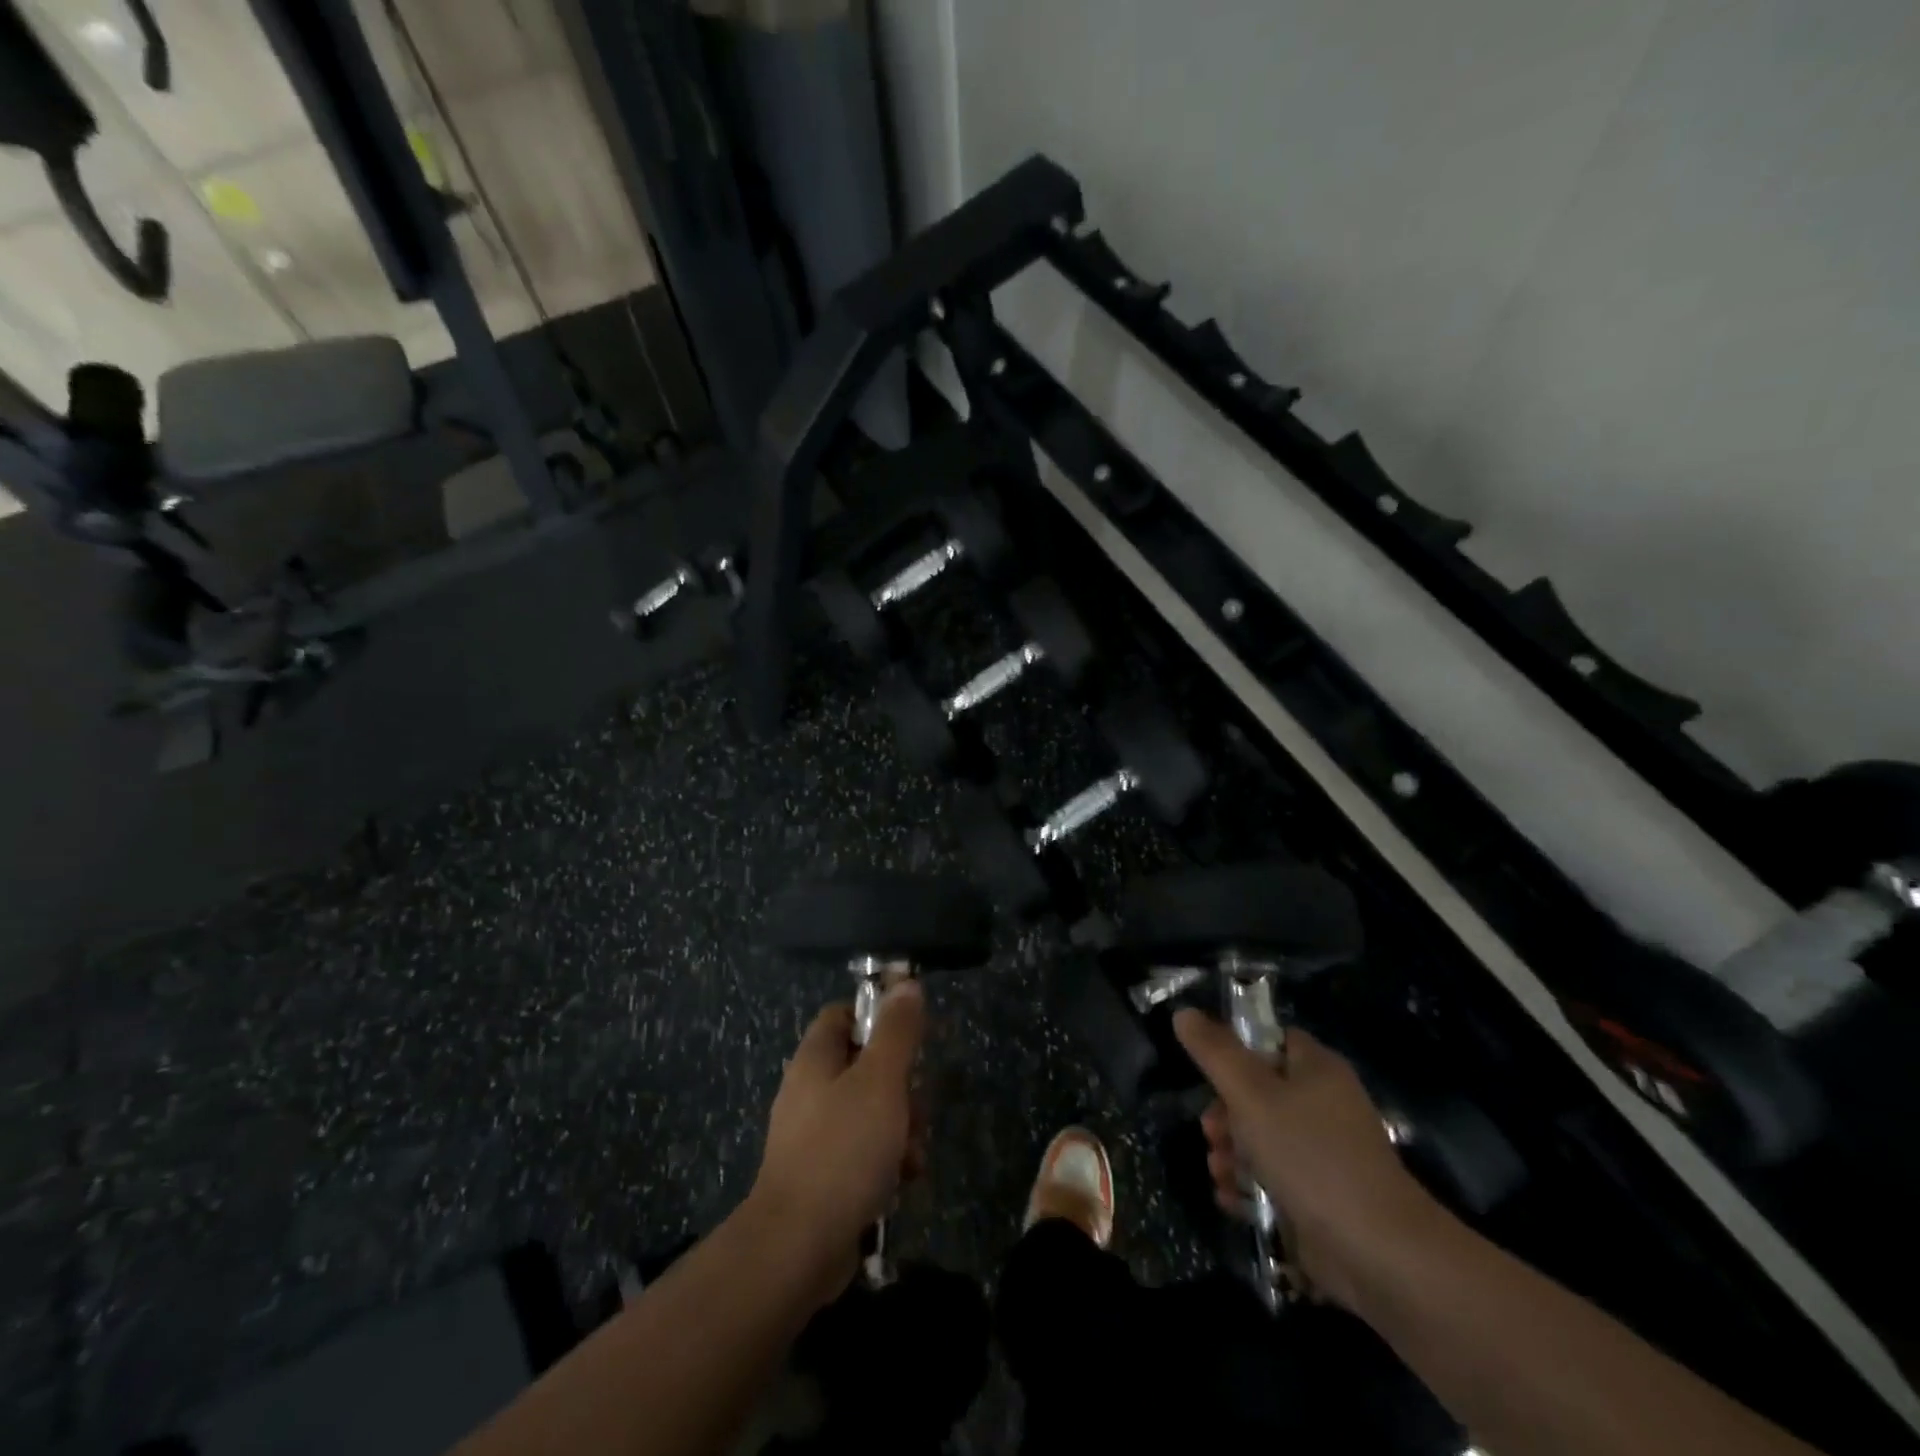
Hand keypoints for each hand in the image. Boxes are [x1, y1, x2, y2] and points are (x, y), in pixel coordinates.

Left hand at [749, 982, 926, 1298]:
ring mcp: (814, 1135)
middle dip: (903, 1085)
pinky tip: (904, 1182)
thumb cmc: (842, 1150)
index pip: (845, 1013)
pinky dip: (888, 1161)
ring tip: (913, 1155)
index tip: (912, 1038)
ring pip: (871, 1110)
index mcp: (816, 1058)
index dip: (879, 1017)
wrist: (798, 1248)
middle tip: (917, 1106)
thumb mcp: (881, 1081)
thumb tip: (906, 984)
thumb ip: (897, 1031)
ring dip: (902, 1128)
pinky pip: (864, 1151)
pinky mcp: (823, 1175)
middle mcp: (811, 1090)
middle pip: (866, 1064)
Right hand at [1174, 1010, 1437, 1308]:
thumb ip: (1214, 1052)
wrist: (1377, 1252)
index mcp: (1317, 1069)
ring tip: (1219, 1169)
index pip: (1271, 1041)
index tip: (1210, 1073)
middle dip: (1225, 1113)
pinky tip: (1231, 1198)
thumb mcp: (1251, 1094)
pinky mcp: (1321, 1197)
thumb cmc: (1310, 1156)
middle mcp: (1324, 1105)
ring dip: (1231, 1152)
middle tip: (1209, 1131)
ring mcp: (1324, 1154)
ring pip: (1262, 1138)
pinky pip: (1275, 1179)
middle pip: (1259, 1092)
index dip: (1237, 1051)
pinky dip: (1250, 1186)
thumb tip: (1184, 1013)